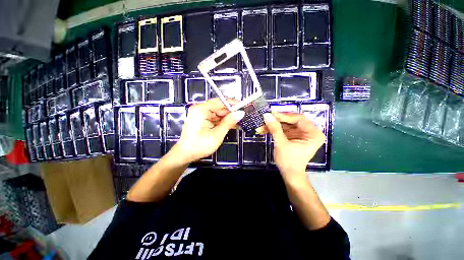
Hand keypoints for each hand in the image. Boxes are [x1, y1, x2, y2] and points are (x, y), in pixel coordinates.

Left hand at [172, 98, 244, 163]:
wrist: (186, 155)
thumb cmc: (200, 145)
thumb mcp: (217, 134)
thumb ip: (229, 122)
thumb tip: (240, 113)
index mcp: (201, 110)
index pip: (220, 102)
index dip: (232, 103)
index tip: (243, 106)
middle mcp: (200, 109)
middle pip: (219, 107)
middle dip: (231, 112)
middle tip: (243, 116)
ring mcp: (201, 115)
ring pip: (219, 113)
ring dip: (228, 118)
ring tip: (240, 121)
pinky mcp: (203, 120)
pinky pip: (216, 119)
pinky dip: (223, 122)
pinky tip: (232, 125)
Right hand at [263, 112, 325, 179]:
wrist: (289, 174)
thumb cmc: (289, 161)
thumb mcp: (281, 144)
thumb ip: (275, 128)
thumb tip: (267, 115)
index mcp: (313, 134)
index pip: (299, 119)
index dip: (284, 116)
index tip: (271, 114)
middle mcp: (309, 132)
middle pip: (292, 121)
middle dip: (277, 121)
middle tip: (265, 118)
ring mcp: (301, 133)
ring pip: (286, 125)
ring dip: (273, 125)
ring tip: (261, 126)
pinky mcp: (294, 136)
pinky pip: (284, 129)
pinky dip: (274, 130)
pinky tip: (264, 130)